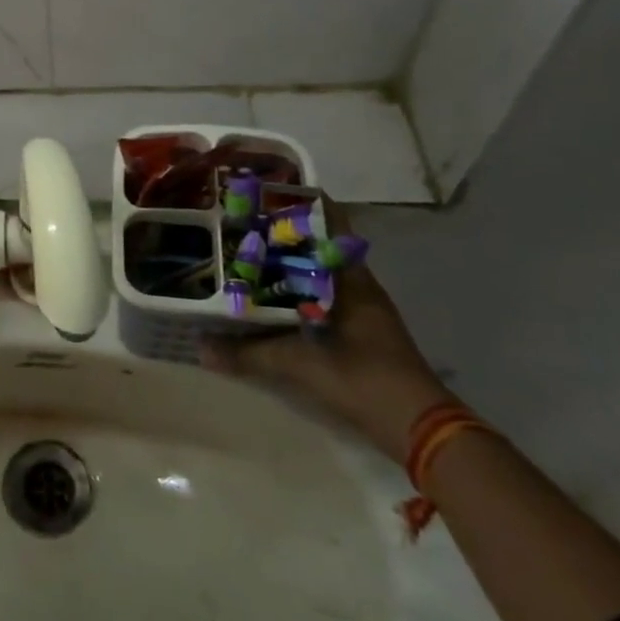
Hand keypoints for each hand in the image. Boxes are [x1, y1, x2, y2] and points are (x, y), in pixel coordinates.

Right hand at [201, 198, 454, 462]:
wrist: (419, 428)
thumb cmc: (364, 379)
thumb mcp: (299, 365)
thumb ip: (248, 354)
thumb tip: (200, 346)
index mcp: (350, 279)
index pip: (330, 224)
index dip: (302, 203)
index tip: (265, 191)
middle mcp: (357, 286)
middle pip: (319, 245)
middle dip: (283, 232)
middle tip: (241, 222)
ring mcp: (361, 310)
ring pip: (319, 272)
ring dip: (289, 263)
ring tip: (245, 254)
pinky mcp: (358, 332)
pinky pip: (320, 296)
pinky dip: (295, 290)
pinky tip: (267, 297)